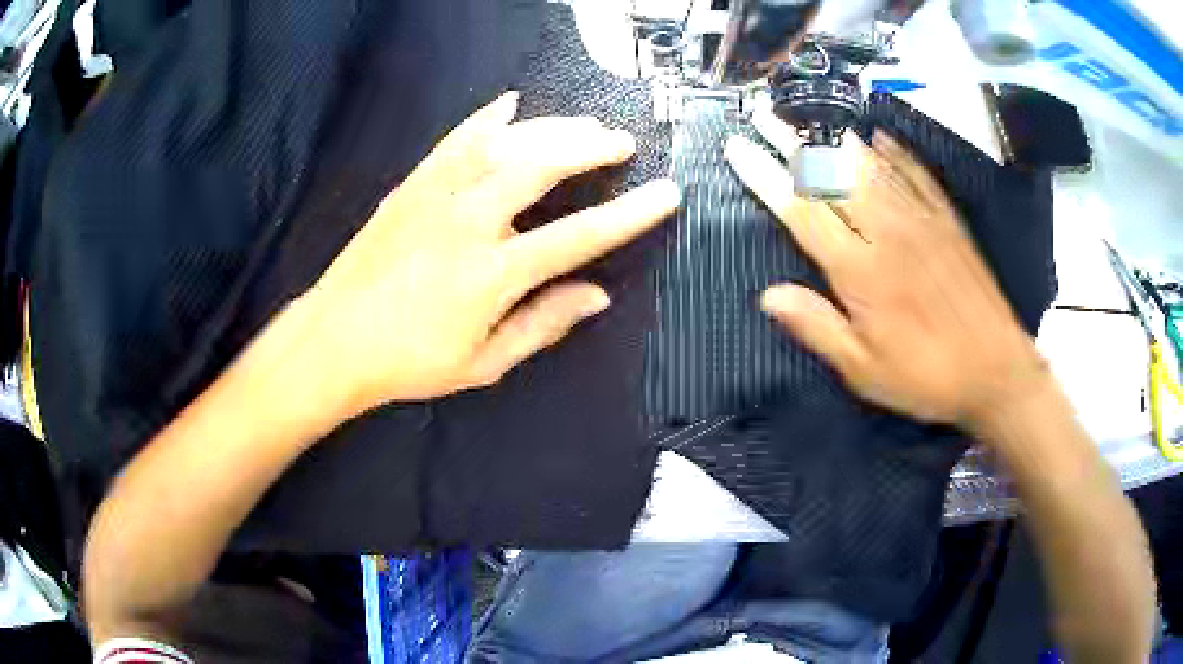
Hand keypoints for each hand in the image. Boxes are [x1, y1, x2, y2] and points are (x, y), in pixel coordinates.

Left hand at [304, 92, 679, 414]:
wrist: (334, 339)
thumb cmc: (409, 361)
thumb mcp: (483, 363)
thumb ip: (542, 325)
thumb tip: (598, 295)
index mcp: (491, 274)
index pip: (577, 235)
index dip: (629, 214)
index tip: (666, 193)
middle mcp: (467, 222)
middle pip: (542, 165)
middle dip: (590, 146)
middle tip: (620, 142)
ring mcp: (436, 195)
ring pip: (504, 142)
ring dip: (551, 128)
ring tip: (584, 126)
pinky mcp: (412, 184)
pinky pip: (455, 139)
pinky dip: (487, 117)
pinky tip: (512, 104)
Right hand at [726, 110, 1046, 430]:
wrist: (996, 371)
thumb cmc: (926, 377)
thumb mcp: (864, 371)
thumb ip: (818, 328)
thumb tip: (768, 295)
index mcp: (861, 271)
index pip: (802, 212)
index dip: (765, 178)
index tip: (737, 148)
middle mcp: (887, 232)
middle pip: (832, 176)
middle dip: (792, 142)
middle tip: (763, 114)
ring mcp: (921, 220)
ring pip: (871, 166)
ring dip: (835, 138)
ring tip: (809, 115)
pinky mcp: (948, 221)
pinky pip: (916, 175)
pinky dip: (895, 152)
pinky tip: (879, 136)